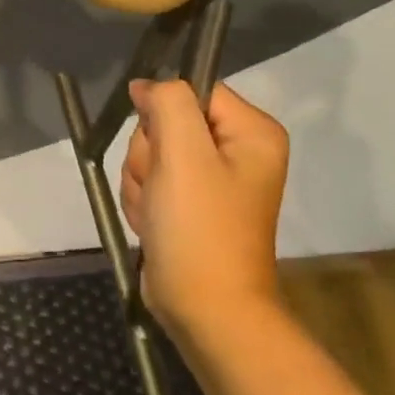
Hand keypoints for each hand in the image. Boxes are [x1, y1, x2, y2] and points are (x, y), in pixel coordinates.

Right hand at [119, 79, 288, 339]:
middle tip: (162, 187)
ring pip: (151, 154)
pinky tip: (155, 224)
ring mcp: (211, 180)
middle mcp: (236, 151)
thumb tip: (148, 85)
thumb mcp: (183, 154)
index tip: (164, 148)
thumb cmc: (200, 228)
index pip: (191, 91)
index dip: (163, 113)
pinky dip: (144, 201)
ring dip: (142, 181)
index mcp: (252, 132)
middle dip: (150, 155)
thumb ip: (168, 103)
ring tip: (159, 212)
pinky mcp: (189, 204)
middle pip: (165, 123)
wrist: (205, 309)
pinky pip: (150, 181)